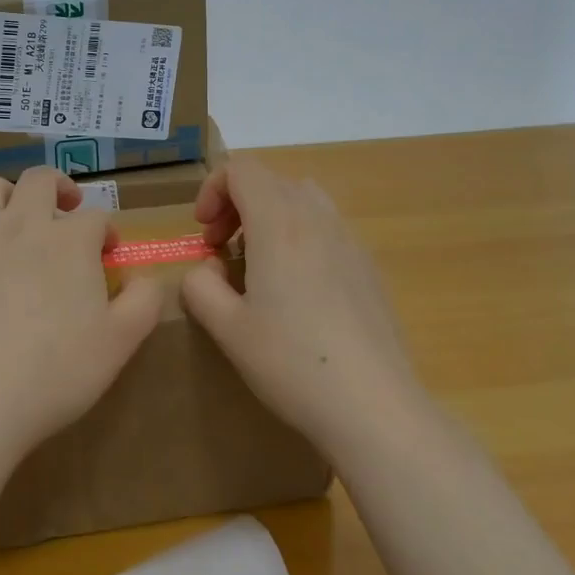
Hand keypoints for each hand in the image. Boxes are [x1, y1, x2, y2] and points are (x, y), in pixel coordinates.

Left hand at [0, 166, 163, 467]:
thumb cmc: (54, 372)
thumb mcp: (119, 343)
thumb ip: (143, 302)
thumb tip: (146, 279)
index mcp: (70, 241)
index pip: (96, 218)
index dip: (107, 233)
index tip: (109, 257)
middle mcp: (23, 226)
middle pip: (40, 180)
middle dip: (60, 188)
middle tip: (69, 210)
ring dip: (13, 194)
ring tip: (23, 221)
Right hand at [181, 157, 419, 456]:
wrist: (374, 406)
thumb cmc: (292, 362)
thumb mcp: (228, 329)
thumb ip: (201, 286)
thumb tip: (207, 269)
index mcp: (279, 224)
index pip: (242, 169)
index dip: (213, 189)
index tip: (204, 233)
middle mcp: (318, 219)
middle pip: (272, 180)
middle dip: (237, 203)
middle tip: (222, 248)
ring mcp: (350, 241)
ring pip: (304, 199)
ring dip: (271, 216)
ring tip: (259, 263)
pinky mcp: (369, 267)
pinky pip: (328, 228)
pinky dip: (301, 236)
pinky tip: (298, 291)